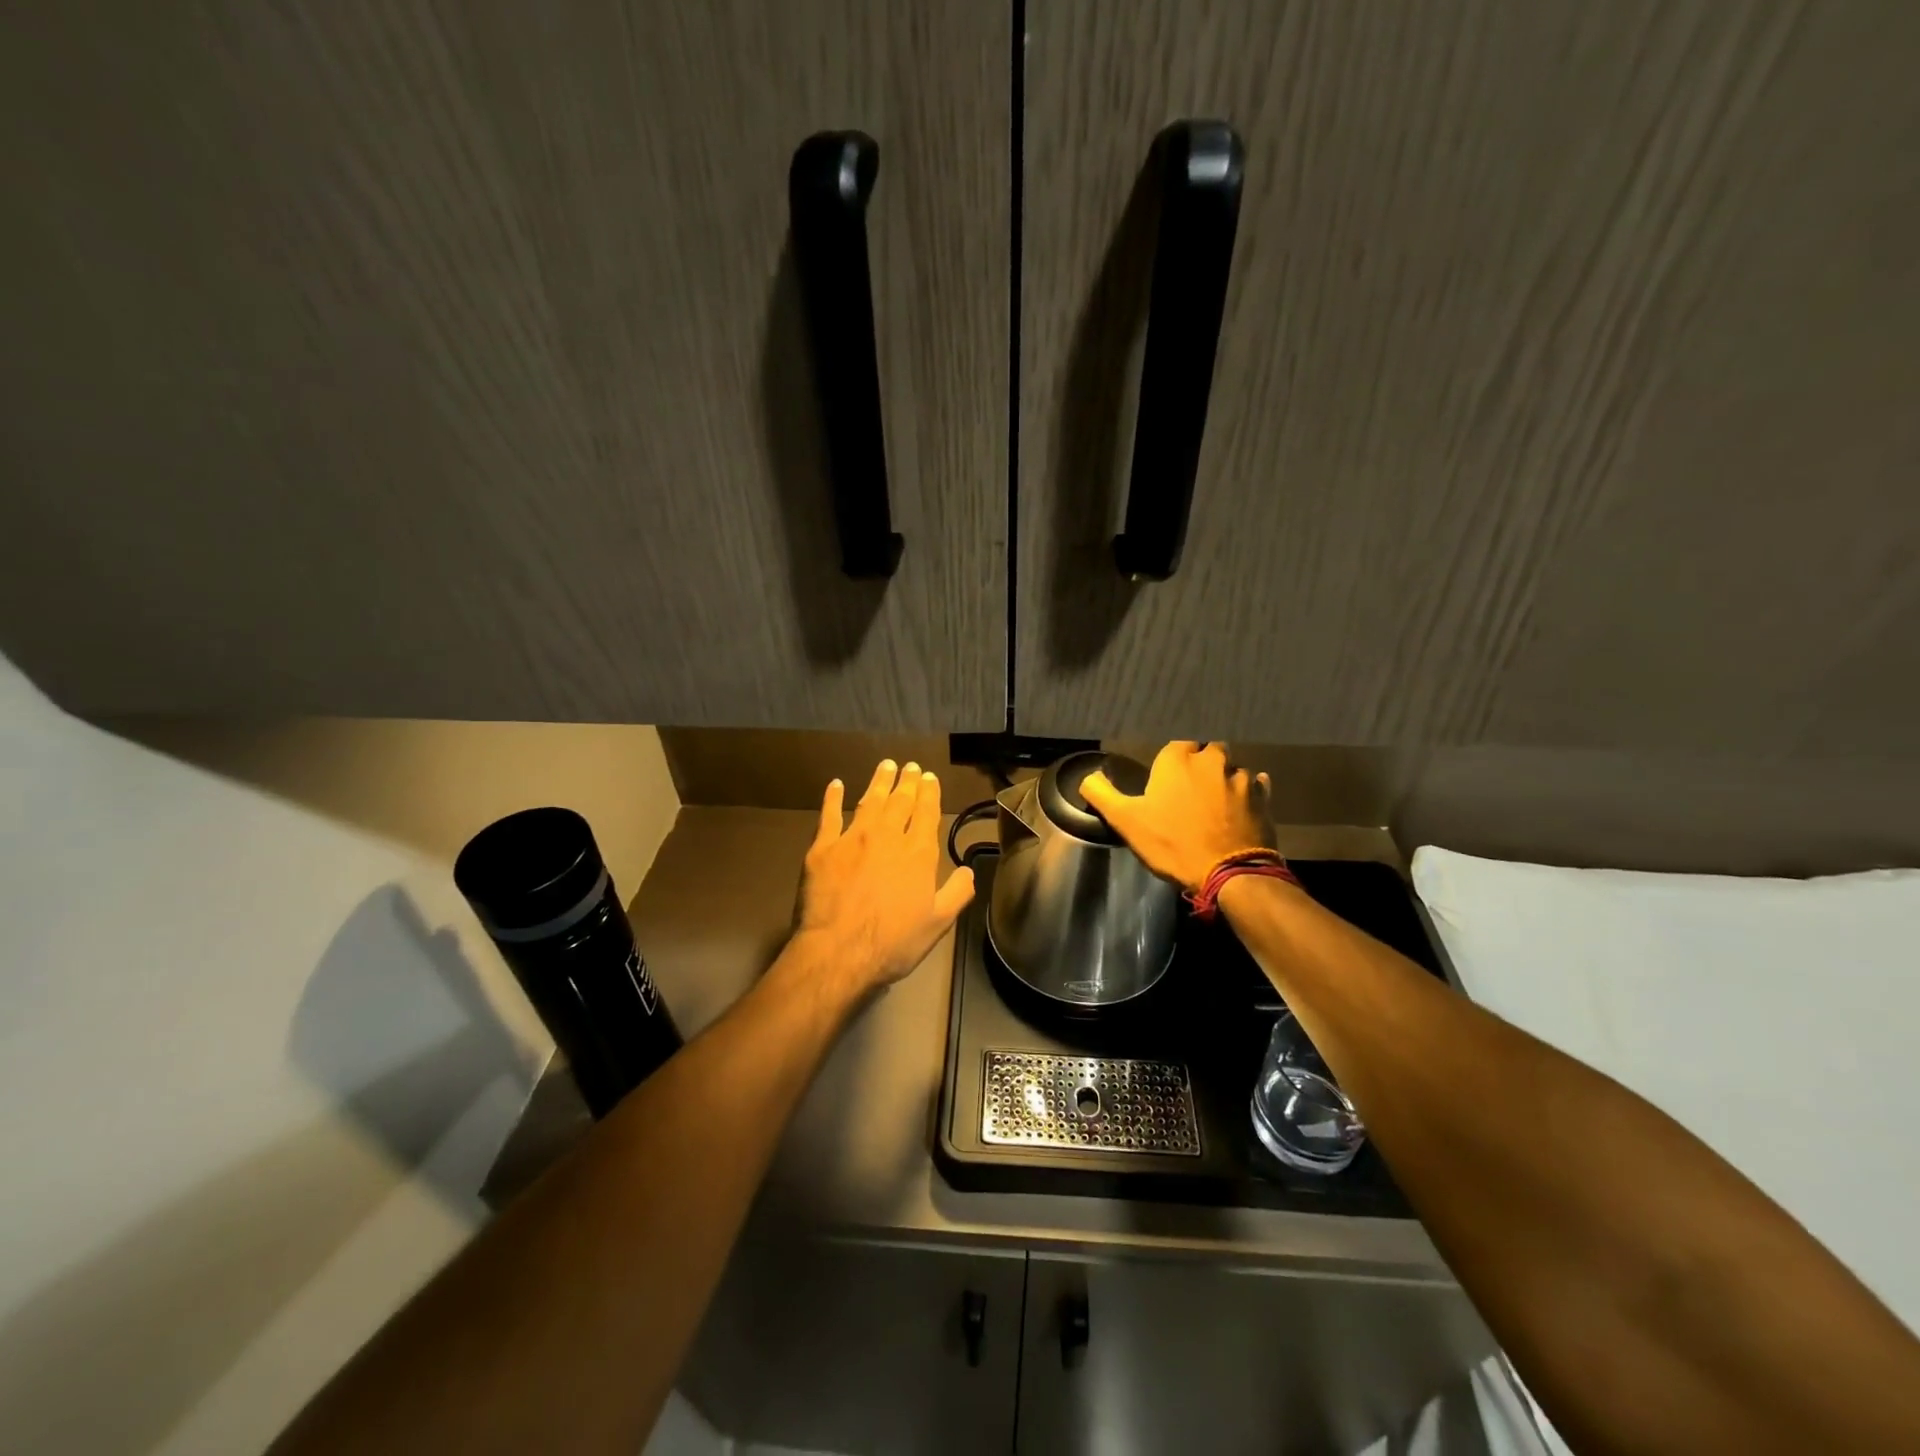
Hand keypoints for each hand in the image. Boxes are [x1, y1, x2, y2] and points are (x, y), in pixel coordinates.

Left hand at [792, 760, 976, 994]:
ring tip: (886, 766)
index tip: (929, 777)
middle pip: (900, 801)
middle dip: (907, 782)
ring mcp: (853, 838)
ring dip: (879, 781)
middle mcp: (887, 837)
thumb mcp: (937, 924)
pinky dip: (832, 797)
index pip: (926, 813)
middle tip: (910, 766)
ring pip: (869, 800)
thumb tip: (969, 870)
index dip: (929, 793)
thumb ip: (957, 893)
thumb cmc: (892, 943)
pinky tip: (835, 785)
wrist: (838, 952)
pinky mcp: (822, 848)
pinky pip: (829, 815)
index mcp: (918, 854)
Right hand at [1080, 742, 1272, 891]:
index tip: (1165, 781)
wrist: (1230, 872)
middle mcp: (1212, 759)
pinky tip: (1240, 805)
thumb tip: (1087, 777)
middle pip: (1206, 750)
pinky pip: (1256, 785)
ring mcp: (1241, 778)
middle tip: (1189, 789)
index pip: (1175, 745)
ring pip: (1231, 767)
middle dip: (1199, 764)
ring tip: (1214, 802)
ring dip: (1223, 779)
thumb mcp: (1125, 821)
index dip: (1170, 762)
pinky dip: (1248, 791)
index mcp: (1178, 759)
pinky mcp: (1263, 798)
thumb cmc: (1172, 843)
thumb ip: (1101, 794)